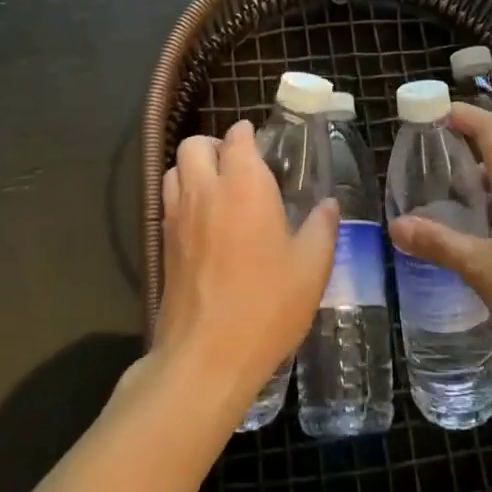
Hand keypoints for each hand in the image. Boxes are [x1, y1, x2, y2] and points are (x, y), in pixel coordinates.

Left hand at [155, 121, 336, 422]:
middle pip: (194, 144)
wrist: (206, 357)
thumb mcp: (311, 267)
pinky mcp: (163, 245)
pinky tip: (205, 224)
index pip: (237, 138)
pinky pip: (167, 202)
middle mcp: (205, 191)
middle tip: (238, 165)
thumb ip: (322, 227)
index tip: (262, 143)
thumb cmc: (266, 305)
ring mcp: (177, 218)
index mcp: (244, 185)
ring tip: (218, 189)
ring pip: (174, 170)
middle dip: (214, 145)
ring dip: (193, 168)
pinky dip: (183, 197)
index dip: (248, 134)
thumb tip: (328, 204)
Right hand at [389, 103, 491, 366]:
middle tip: (430, 170)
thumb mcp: (482, 269)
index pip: (491, 129)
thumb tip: (396, 226)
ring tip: (452, 207)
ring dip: (483, 186)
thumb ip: (438, 243)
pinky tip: (488, 237)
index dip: (462, 114)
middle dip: (465, 154)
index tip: (432, 111)